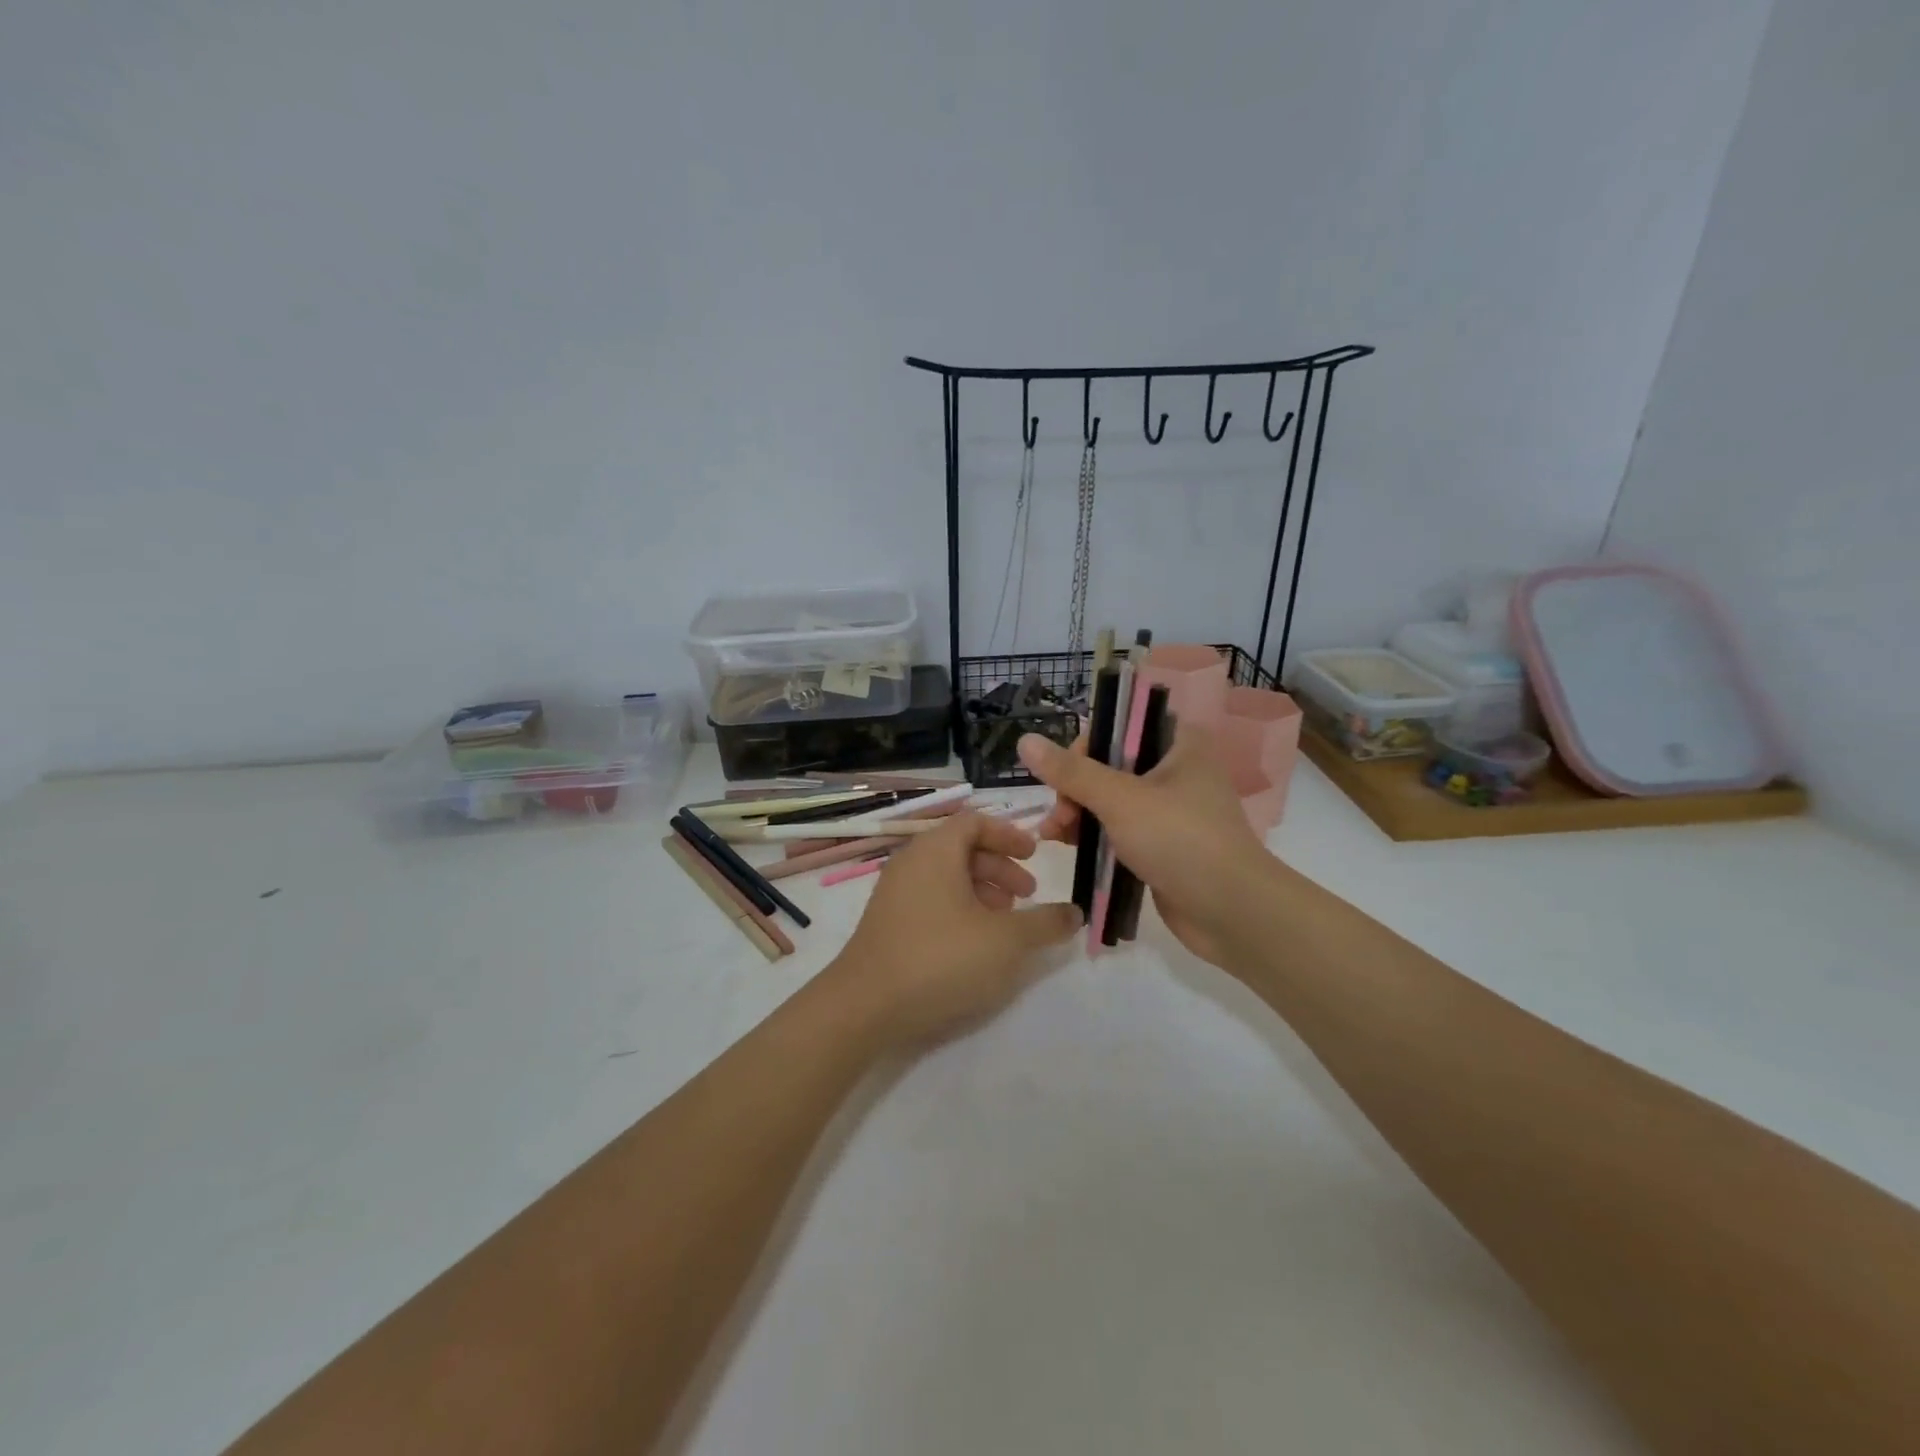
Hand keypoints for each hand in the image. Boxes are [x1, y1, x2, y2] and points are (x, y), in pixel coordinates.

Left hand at [821, 813, 1081, 1047]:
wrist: (865, 1005)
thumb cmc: (941, 958)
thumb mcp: (1006, 941)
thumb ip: (1045, 923)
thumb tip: (1074, 913)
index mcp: (936, 850)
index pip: (975, 821)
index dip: (1009, 834)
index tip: (1035, 855)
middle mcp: (911, 861)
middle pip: (962, 848)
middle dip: (1000, 867)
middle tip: (1028, 895)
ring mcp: (894, 892)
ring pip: (946, 876)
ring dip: (981, 890)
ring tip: (1005, 922)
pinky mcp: (887, 922)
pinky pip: (930, 898)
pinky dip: (958, 907)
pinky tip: (974, 943)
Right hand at [1021, 726, 1272, 965]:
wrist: (1233, 912)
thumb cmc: (1180, 840)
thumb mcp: (1120, 800)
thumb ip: (1071, 772)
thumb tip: (1025, 741)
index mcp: (1179, 744)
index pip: (1120, 725)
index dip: (1086, 746)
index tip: (1064, 776)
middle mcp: (1176, 770)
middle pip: (1109, 764)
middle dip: (1075, 788)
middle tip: (1059, 817)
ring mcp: (1171, 810)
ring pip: (1111, 800)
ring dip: (1078, 814)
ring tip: (1054, 837)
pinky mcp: (1164, 845)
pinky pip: (1120, 830)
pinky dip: (1095, 836)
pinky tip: (1069, 848)